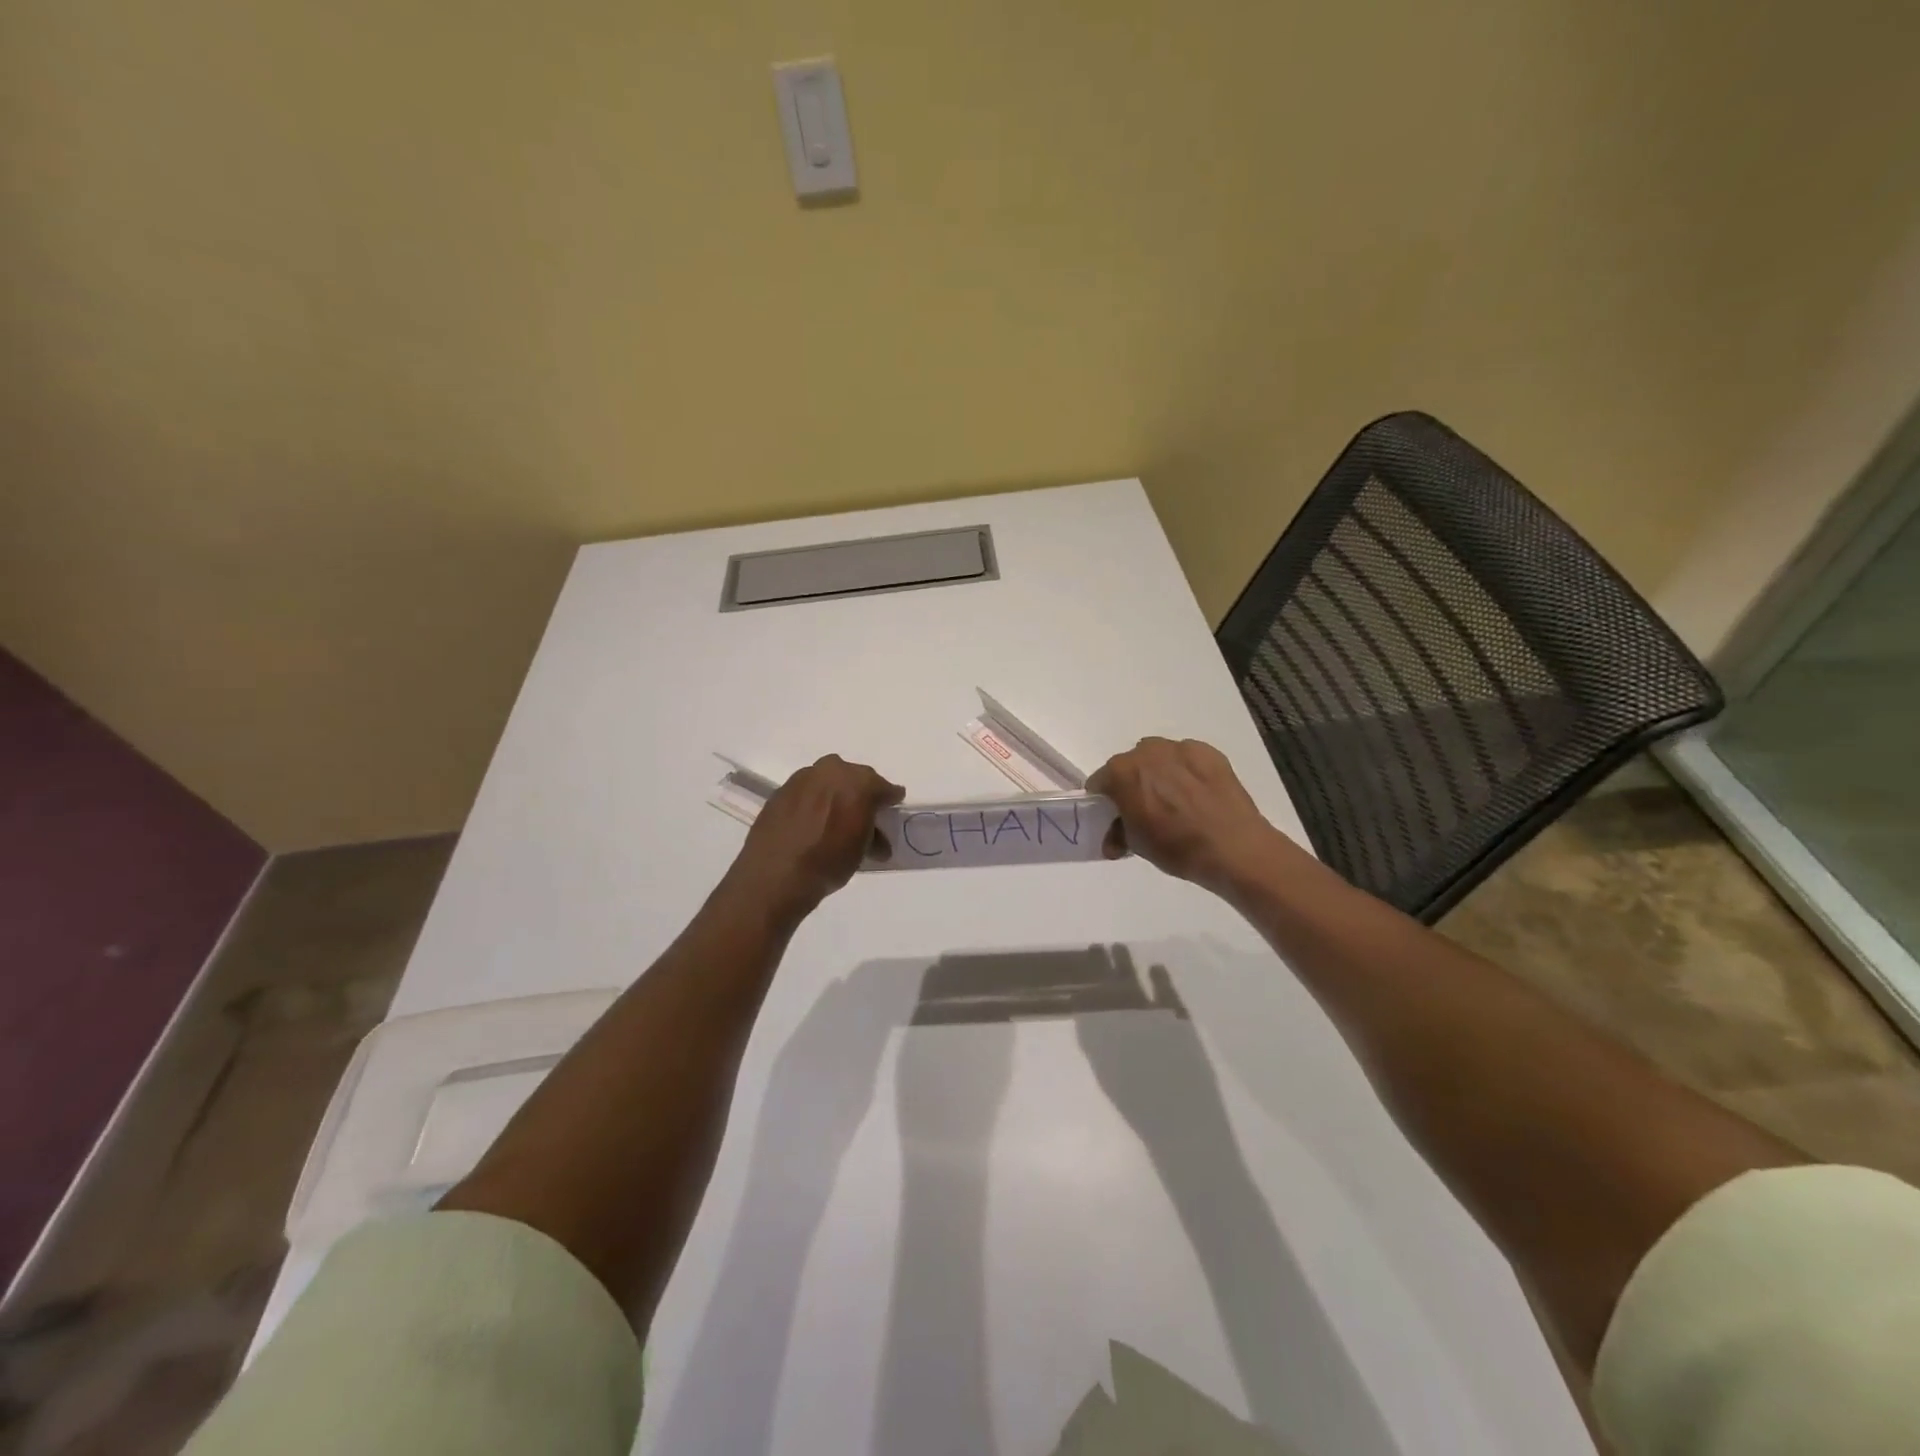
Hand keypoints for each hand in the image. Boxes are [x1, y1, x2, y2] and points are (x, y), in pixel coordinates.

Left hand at [725, 755, 903, 921]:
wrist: (775, 875)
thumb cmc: (828, 862)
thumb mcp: (861, 850)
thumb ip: (873, 835)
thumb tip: (877, 838)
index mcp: (858, 782)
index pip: (882, 787)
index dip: (889, 798)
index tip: (892, 806)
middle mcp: (830, 771)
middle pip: (854, 777)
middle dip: (861, 792)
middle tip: (863, 812)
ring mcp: (802, 779)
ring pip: (827, 780)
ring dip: (834, 794)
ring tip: (834, 817)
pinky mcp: (780, 791)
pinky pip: (806, 791)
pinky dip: (812, 801)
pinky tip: (811, 821)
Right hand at [1086, 738, 1279, 891]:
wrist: (1234, 847)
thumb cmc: (1177, 847)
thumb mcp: (1137, 845)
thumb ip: (1118, 832)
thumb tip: (1114, 836)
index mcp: (1121, 772)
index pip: (1100, 782)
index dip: (1104, 801)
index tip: (1114, 816)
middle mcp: (1146, 751)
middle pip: (1129, 765)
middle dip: (1132, 784)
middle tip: (1146, 810)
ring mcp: (1179, 748)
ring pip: (1158, 757)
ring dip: (1158, 774)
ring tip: (1175, 800)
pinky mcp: (1208, 751)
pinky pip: (1185, 758)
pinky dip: (1185, 771)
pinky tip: (1197, 794)